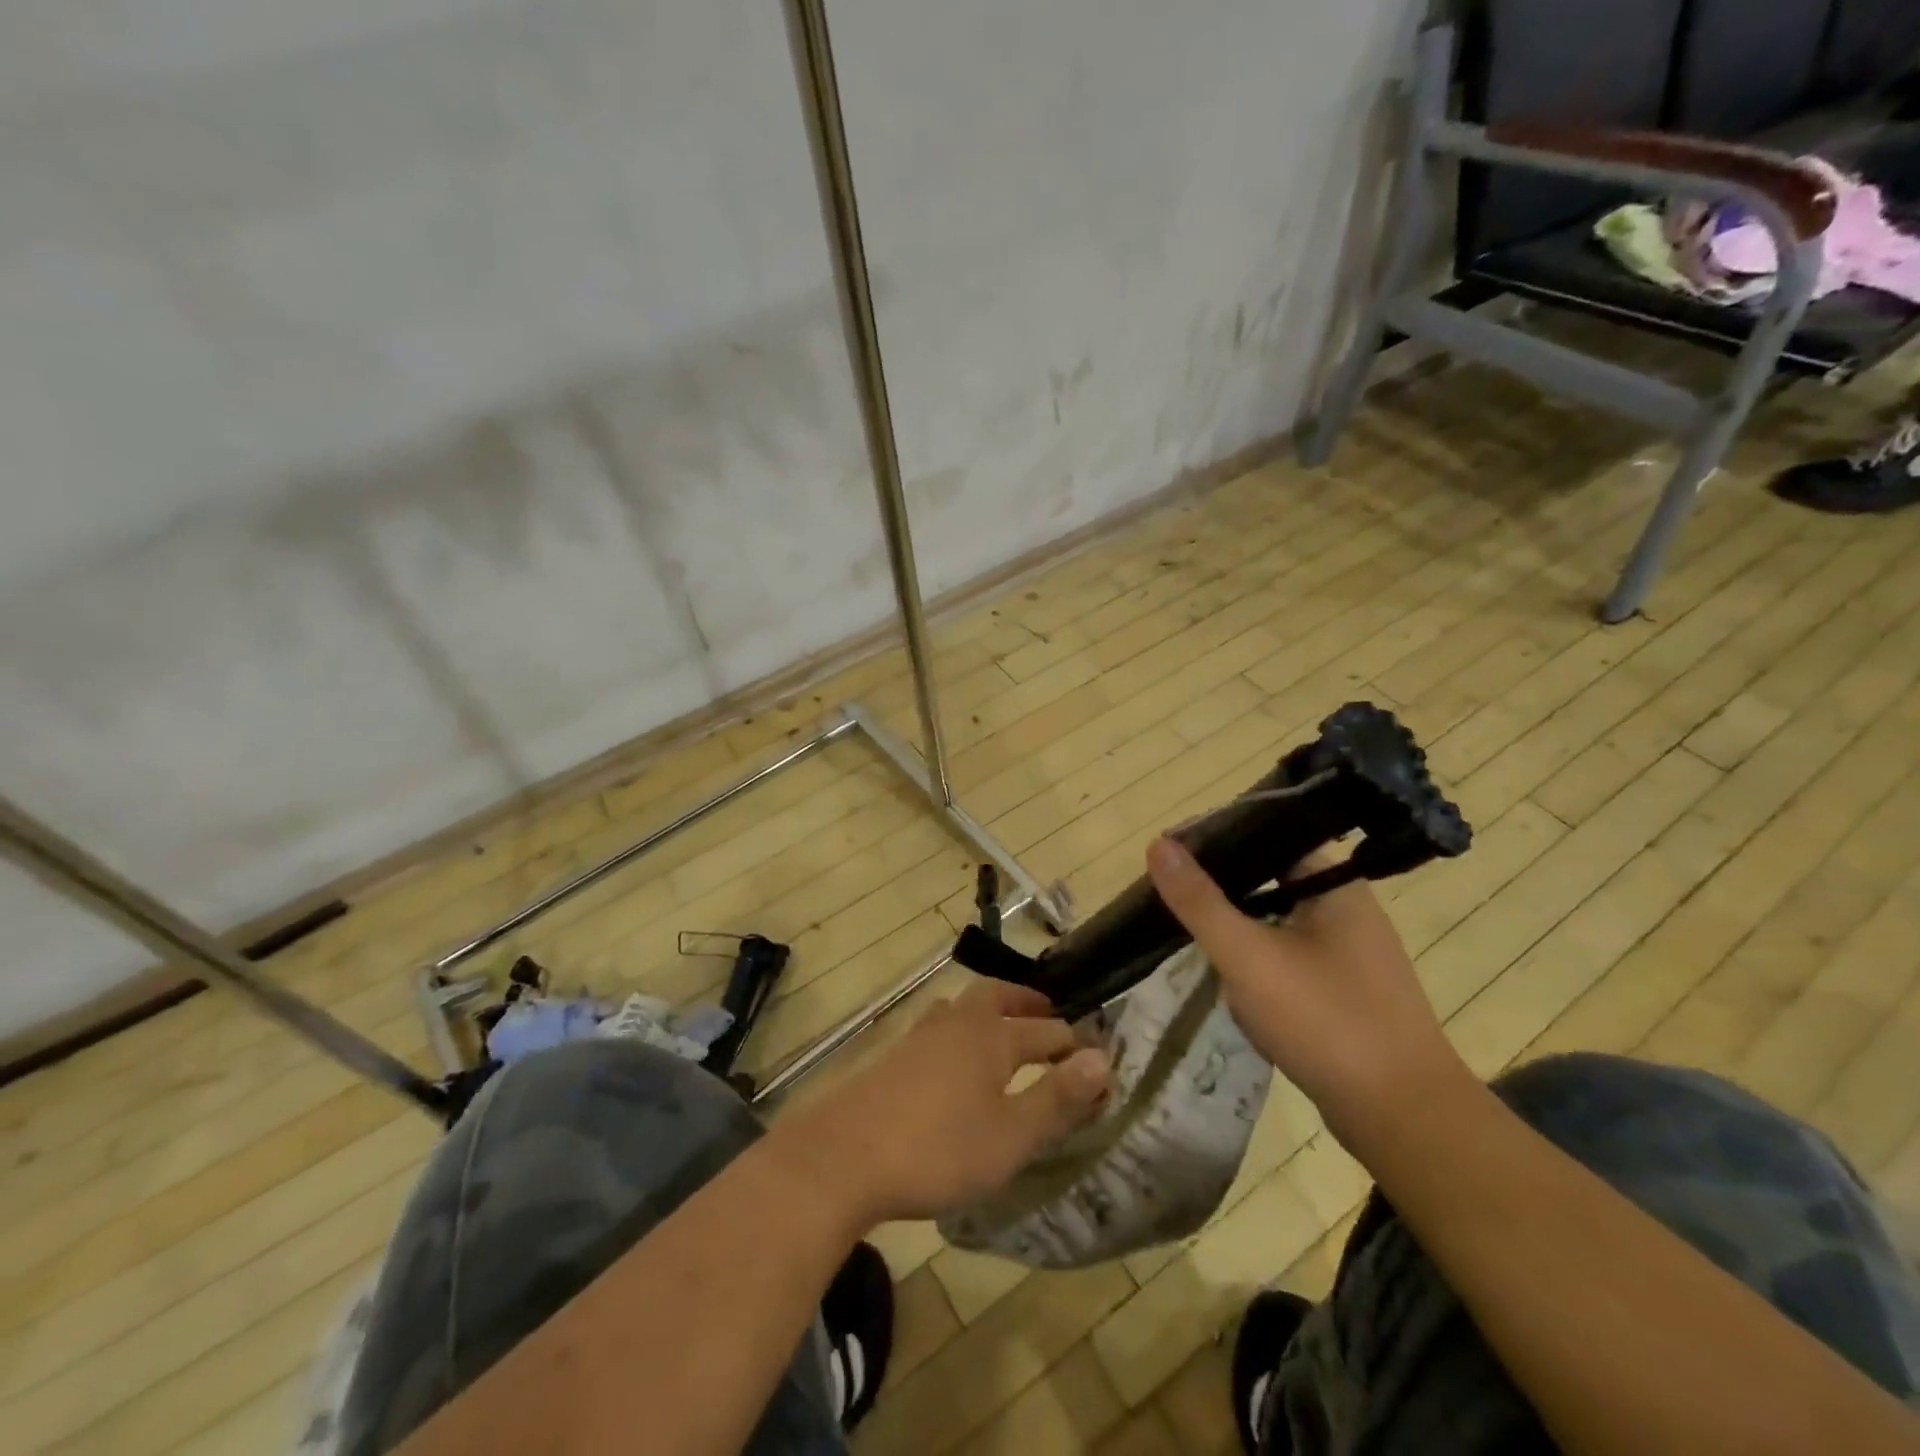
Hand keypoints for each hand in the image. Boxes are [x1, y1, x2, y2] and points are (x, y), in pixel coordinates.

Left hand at [773, 979, 1112, 1228]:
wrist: (843, 1156)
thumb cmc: (938, 1149)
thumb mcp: (1010, 1136)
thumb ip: (1057, 1098)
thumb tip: (1104, 1060)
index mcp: (992, 1037)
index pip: (1047, 1033)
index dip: (1075, 1046)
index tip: (1098, 1060)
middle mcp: (958, 1024)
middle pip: (997, 997)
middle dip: (1027, 1004)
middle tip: (1048, 1014)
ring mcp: (920, 1037)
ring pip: (963, 1008)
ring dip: (990, 1011)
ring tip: (1002, 1029)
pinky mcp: (893, 1057)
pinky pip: (938, 1028)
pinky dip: (959, 1031)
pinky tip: (952, 1060)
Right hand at [1146, 837, 1466, 1140]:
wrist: (1405, 1120)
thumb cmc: (1326, 1022)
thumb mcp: (1248, 956)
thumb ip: (1199, 901)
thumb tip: (1157, 844)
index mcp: (1334, 884)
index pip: (1266, 835)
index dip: (1214, 838)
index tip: (1168, 852)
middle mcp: (1347, 907)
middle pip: (1268, 878)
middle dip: (1220, 888)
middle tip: (1169, 894)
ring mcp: (1349, 952)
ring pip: (1275, 920)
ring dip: (1236, 927)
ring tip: (1187, 930)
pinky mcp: (1344, 990)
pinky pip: (1288, 957)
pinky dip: (1256, 960)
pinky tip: (1228, 978)